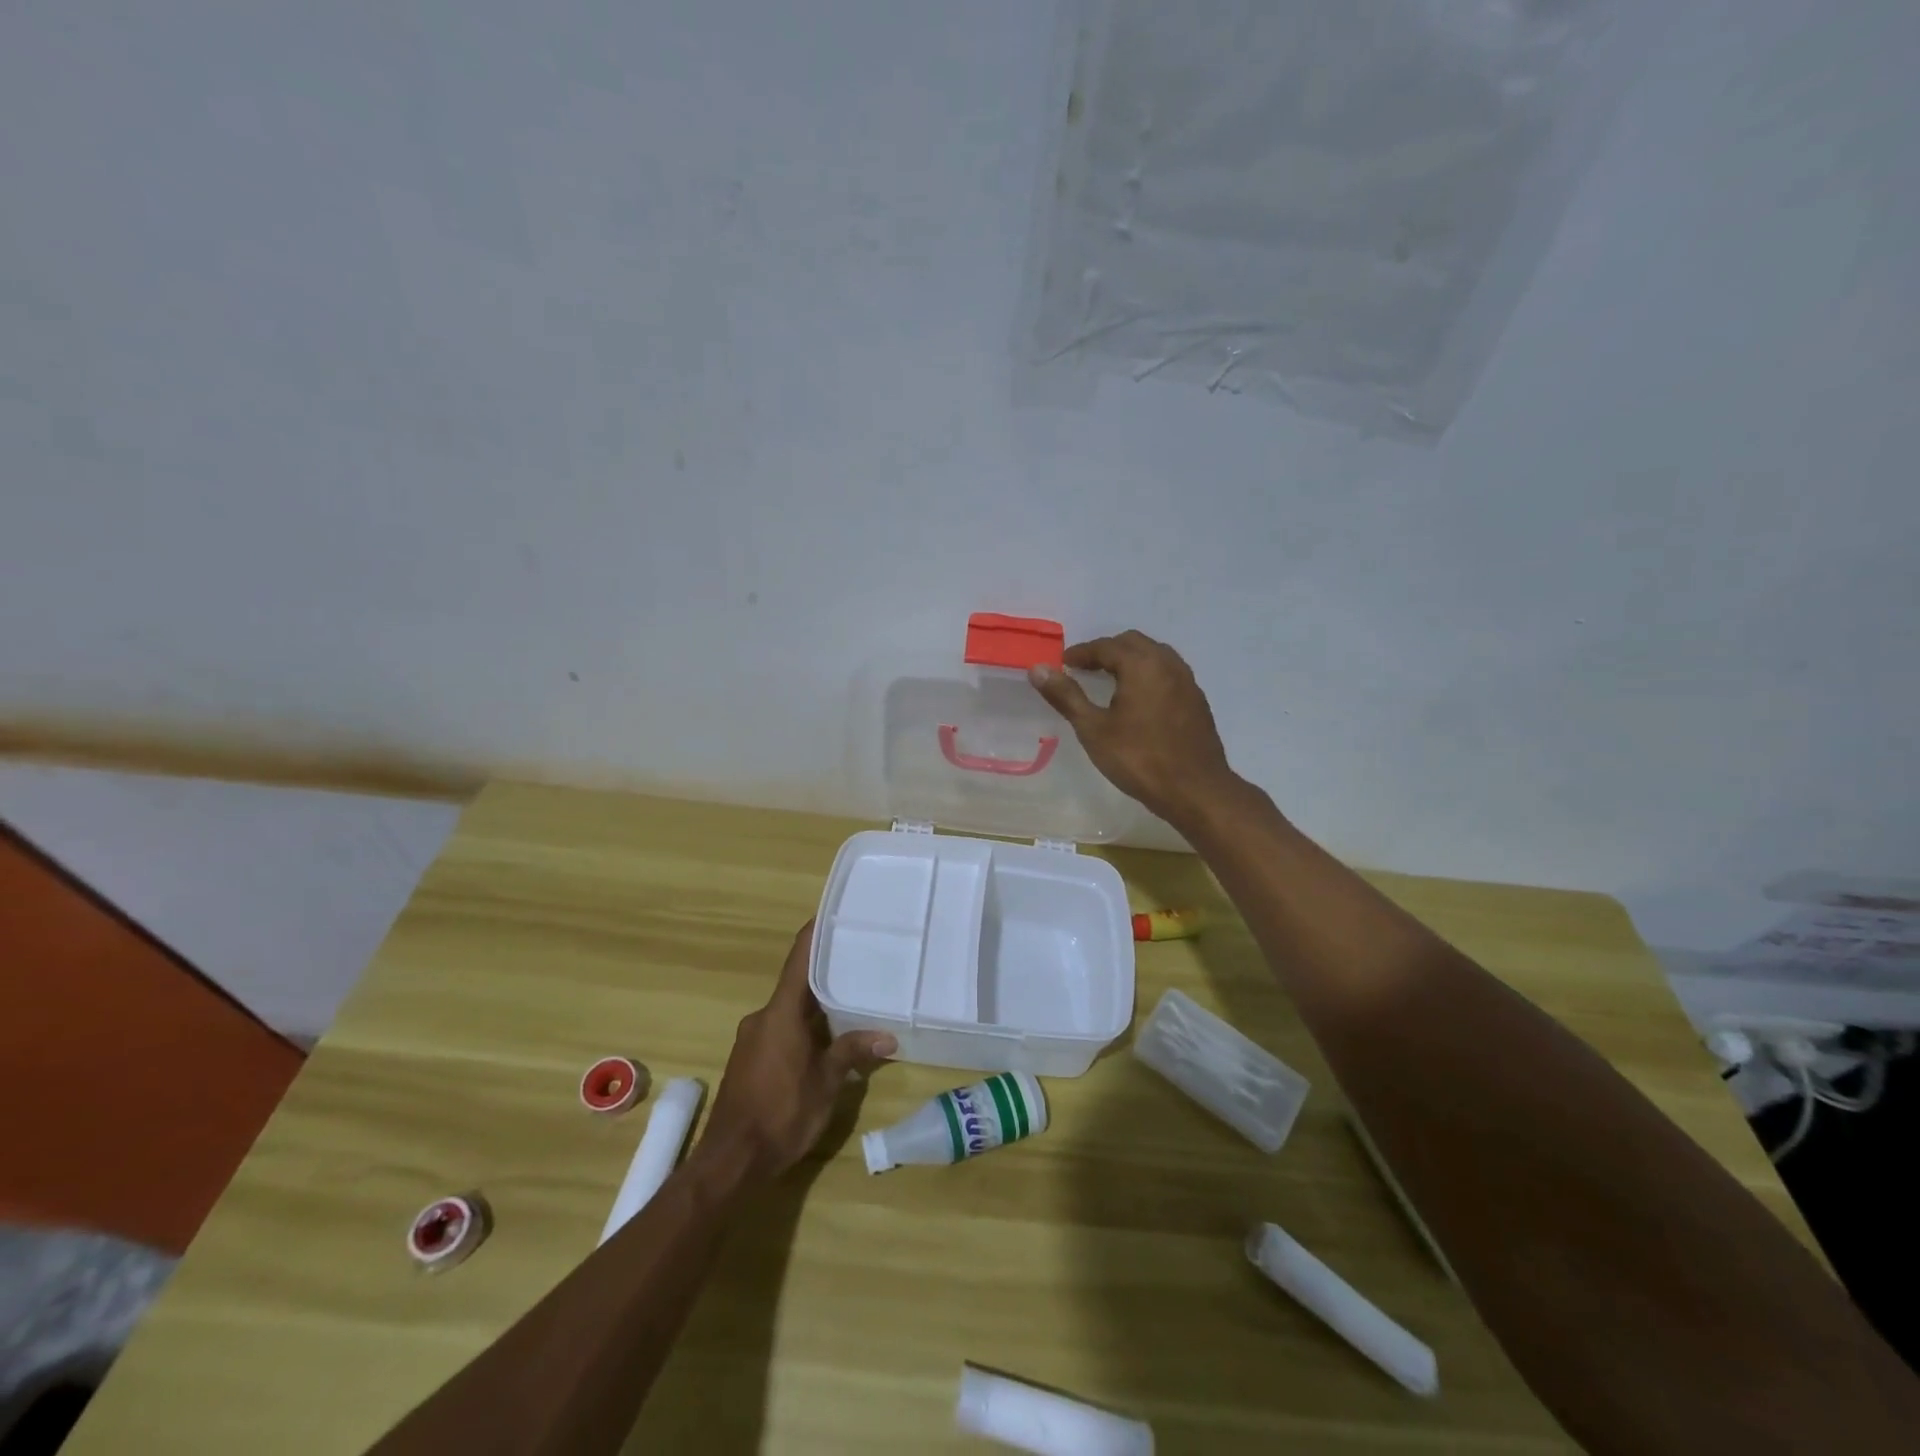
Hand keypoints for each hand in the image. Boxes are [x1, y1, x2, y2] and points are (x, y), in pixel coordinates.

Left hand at [700, 922, 896, 1185]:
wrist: (729, 1161)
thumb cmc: (781, 1113)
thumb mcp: (826, 1083)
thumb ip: (853, 1053)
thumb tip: (888, 1036)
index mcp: (781, 1012)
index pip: (799, 958)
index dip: (815, 932)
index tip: (835, 913)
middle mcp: (763, 1016)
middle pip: (797, 983)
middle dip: (827, 973)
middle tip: (860, 961)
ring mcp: (753, 1038)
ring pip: (790, 1009)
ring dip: (817, 1005)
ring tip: (852, 999)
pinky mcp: (750, 1058)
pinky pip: (781, 1028)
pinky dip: (804, 1026)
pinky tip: (827, 1038)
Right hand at [1029, 631, 1240, 829]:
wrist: (1195, 790)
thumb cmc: (1139, 759)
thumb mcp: (1094, 729)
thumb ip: (1066, 696)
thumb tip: (1037, 669)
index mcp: (1142, 665)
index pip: (1105, 646)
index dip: (1081, 653)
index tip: (1063, 664)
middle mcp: (1168, 664)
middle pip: (1133, 643)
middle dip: (1106, 651)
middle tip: (1084, 669)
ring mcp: (1187, 682)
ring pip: (1155, 656)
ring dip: (1130, 660)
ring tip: (1110, 681)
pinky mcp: (1197, 701)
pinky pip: (1168, 674)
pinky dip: (1148, 675)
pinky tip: (1138, 700)